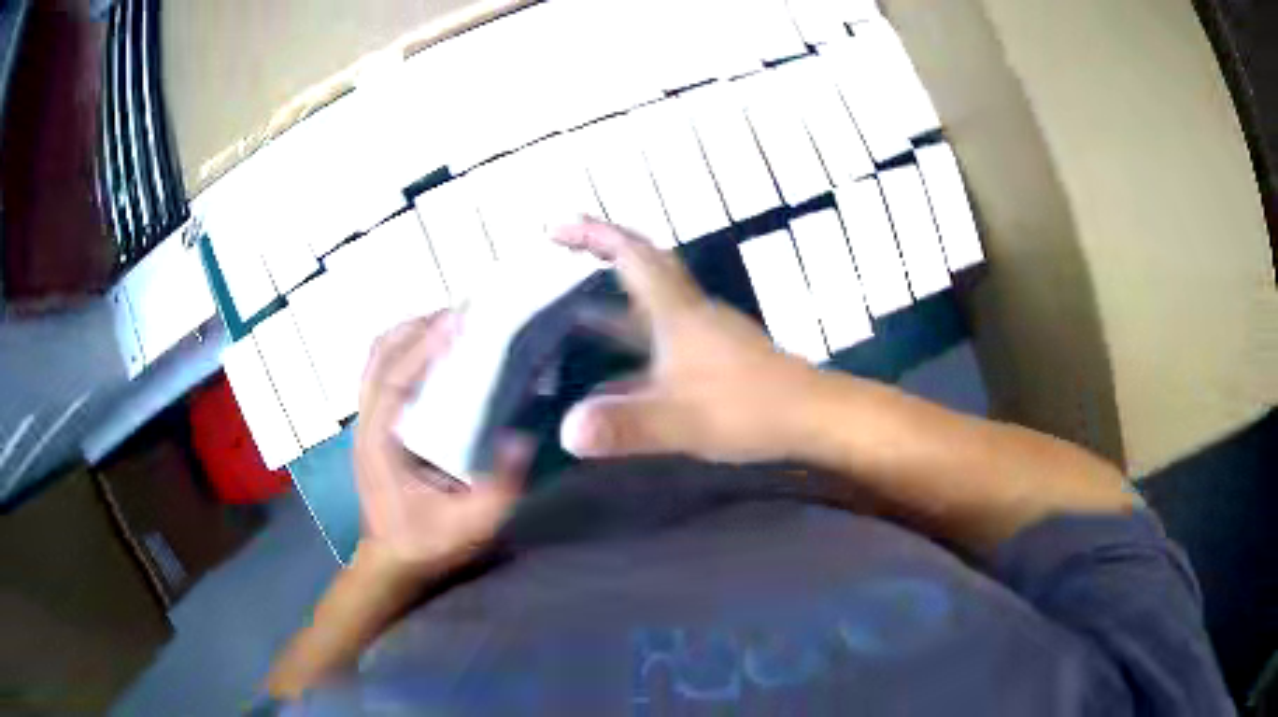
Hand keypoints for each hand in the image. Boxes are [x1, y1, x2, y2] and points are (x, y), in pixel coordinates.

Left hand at [354, 312, 526, 581]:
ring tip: (454, 326)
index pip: (394, 380)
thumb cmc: (426, 544)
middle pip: (379, 355)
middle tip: (464, 316)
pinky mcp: (374, 424)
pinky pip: (384, 371)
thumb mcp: (470, 527)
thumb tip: (520, 437)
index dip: (423, 346)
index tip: (458, 320)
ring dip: (411, 335)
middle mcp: (367, 423)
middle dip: (418, 327)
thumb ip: (498, 489)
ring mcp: (366, 421)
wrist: (392, 562)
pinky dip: (408, 351)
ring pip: (377, 359)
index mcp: (380, 444)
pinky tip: (440, 355)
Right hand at [553, 218, 819, 463]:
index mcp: (678, 313)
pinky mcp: (715, 359)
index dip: (592, 234)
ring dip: (614, 305)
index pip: (631, 255)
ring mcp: (705, 336)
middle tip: (563, 256)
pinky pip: (662, 340)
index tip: (554, 230)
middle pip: (643, 268)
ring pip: (652, 307)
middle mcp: (689, 314)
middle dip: (602, 253)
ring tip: (572, 322)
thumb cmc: (751, 408)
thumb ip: (626, 426)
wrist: (813, 417)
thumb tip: (567, 431)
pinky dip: (633, 348)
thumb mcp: (682, 420)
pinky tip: (615, 382)